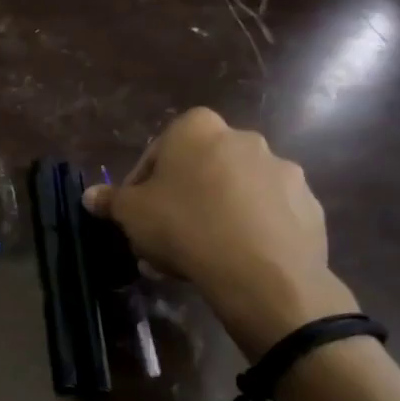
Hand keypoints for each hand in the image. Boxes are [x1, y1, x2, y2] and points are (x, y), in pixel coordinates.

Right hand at [84, 109, 353, 356]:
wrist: (260, 271)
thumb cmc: (183, 226)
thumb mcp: (130, 214)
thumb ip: (110, 200)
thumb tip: (90, 196)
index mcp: (197, 129)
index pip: (159, 149)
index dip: (142, 183)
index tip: (137, 212)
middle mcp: (244, 138)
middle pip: (199, 169)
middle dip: (181, 199)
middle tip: (164, 235)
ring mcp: (282, 170)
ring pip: (234, 192)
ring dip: (214, 214)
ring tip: (197, 254)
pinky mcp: (308, 205)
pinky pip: (266, 215)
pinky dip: (248, 230)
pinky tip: (232, 259)